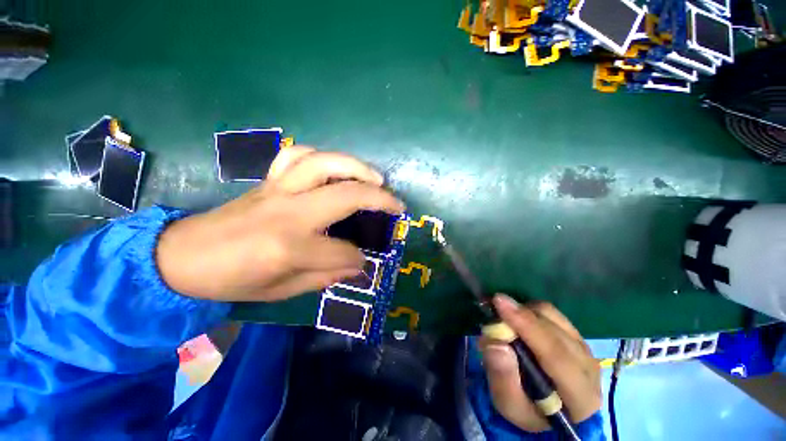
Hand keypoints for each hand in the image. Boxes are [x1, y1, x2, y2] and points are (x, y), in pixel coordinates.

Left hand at [155, 146, 404, 301]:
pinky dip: (322, 157)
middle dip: (380, 200)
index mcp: (290, 247)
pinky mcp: (269, 180)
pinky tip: (334, 168)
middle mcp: (289, 212)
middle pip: (347, 195)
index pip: (342, 252)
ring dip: (357, 167)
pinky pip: (297, 155)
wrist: (183, 256)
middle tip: (396, 205)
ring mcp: (278, 189)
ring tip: (375, 178)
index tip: (364, 262)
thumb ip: (324, 276)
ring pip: (325, 163)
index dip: (358, 259)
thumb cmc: (232, 280)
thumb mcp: (281, 291)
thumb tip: (357, 265)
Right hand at [480, 295, 600, 431]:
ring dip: (524, 311)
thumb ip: (503, 378)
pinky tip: (517, 319)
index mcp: (580, 396)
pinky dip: (529, 310)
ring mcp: (584, 347)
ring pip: (553, 316)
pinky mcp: (575, 335)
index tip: (500, 304)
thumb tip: (496, 343)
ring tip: (504, 318)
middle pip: (554, 330)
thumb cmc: (527, 410)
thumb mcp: (509, 405)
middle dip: (522, 315)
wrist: (548, 409)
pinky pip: (550, 313)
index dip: (527, 326)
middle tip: (494, 306)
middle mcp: (588, 368)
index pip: (556, 355)